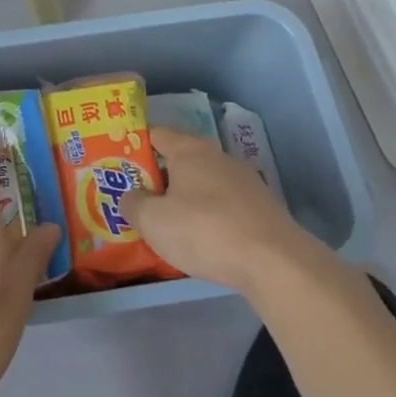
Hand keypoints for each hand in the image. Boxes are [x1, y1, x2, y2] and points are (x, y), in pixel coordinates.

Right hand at [120, 128, 316, 291]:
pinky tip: (204, 240)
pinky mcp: (262, 207)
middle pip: (181, 160)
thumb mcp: (153, 222)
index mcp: (189, 150)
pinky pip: (225, 205)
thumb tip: (131, 196)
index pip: (157, 134)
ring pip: (204, 184)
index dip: (137, 146)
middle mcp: (217, 157)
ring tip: (170, 225)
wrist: (274, 262)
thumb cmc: (205, 231)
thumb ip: (133, 204)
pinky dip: (211, 216)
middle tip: (140, 199)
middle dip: (161, 178)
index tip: (121, 164)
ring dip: (187, 199)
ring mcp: (244, 181)